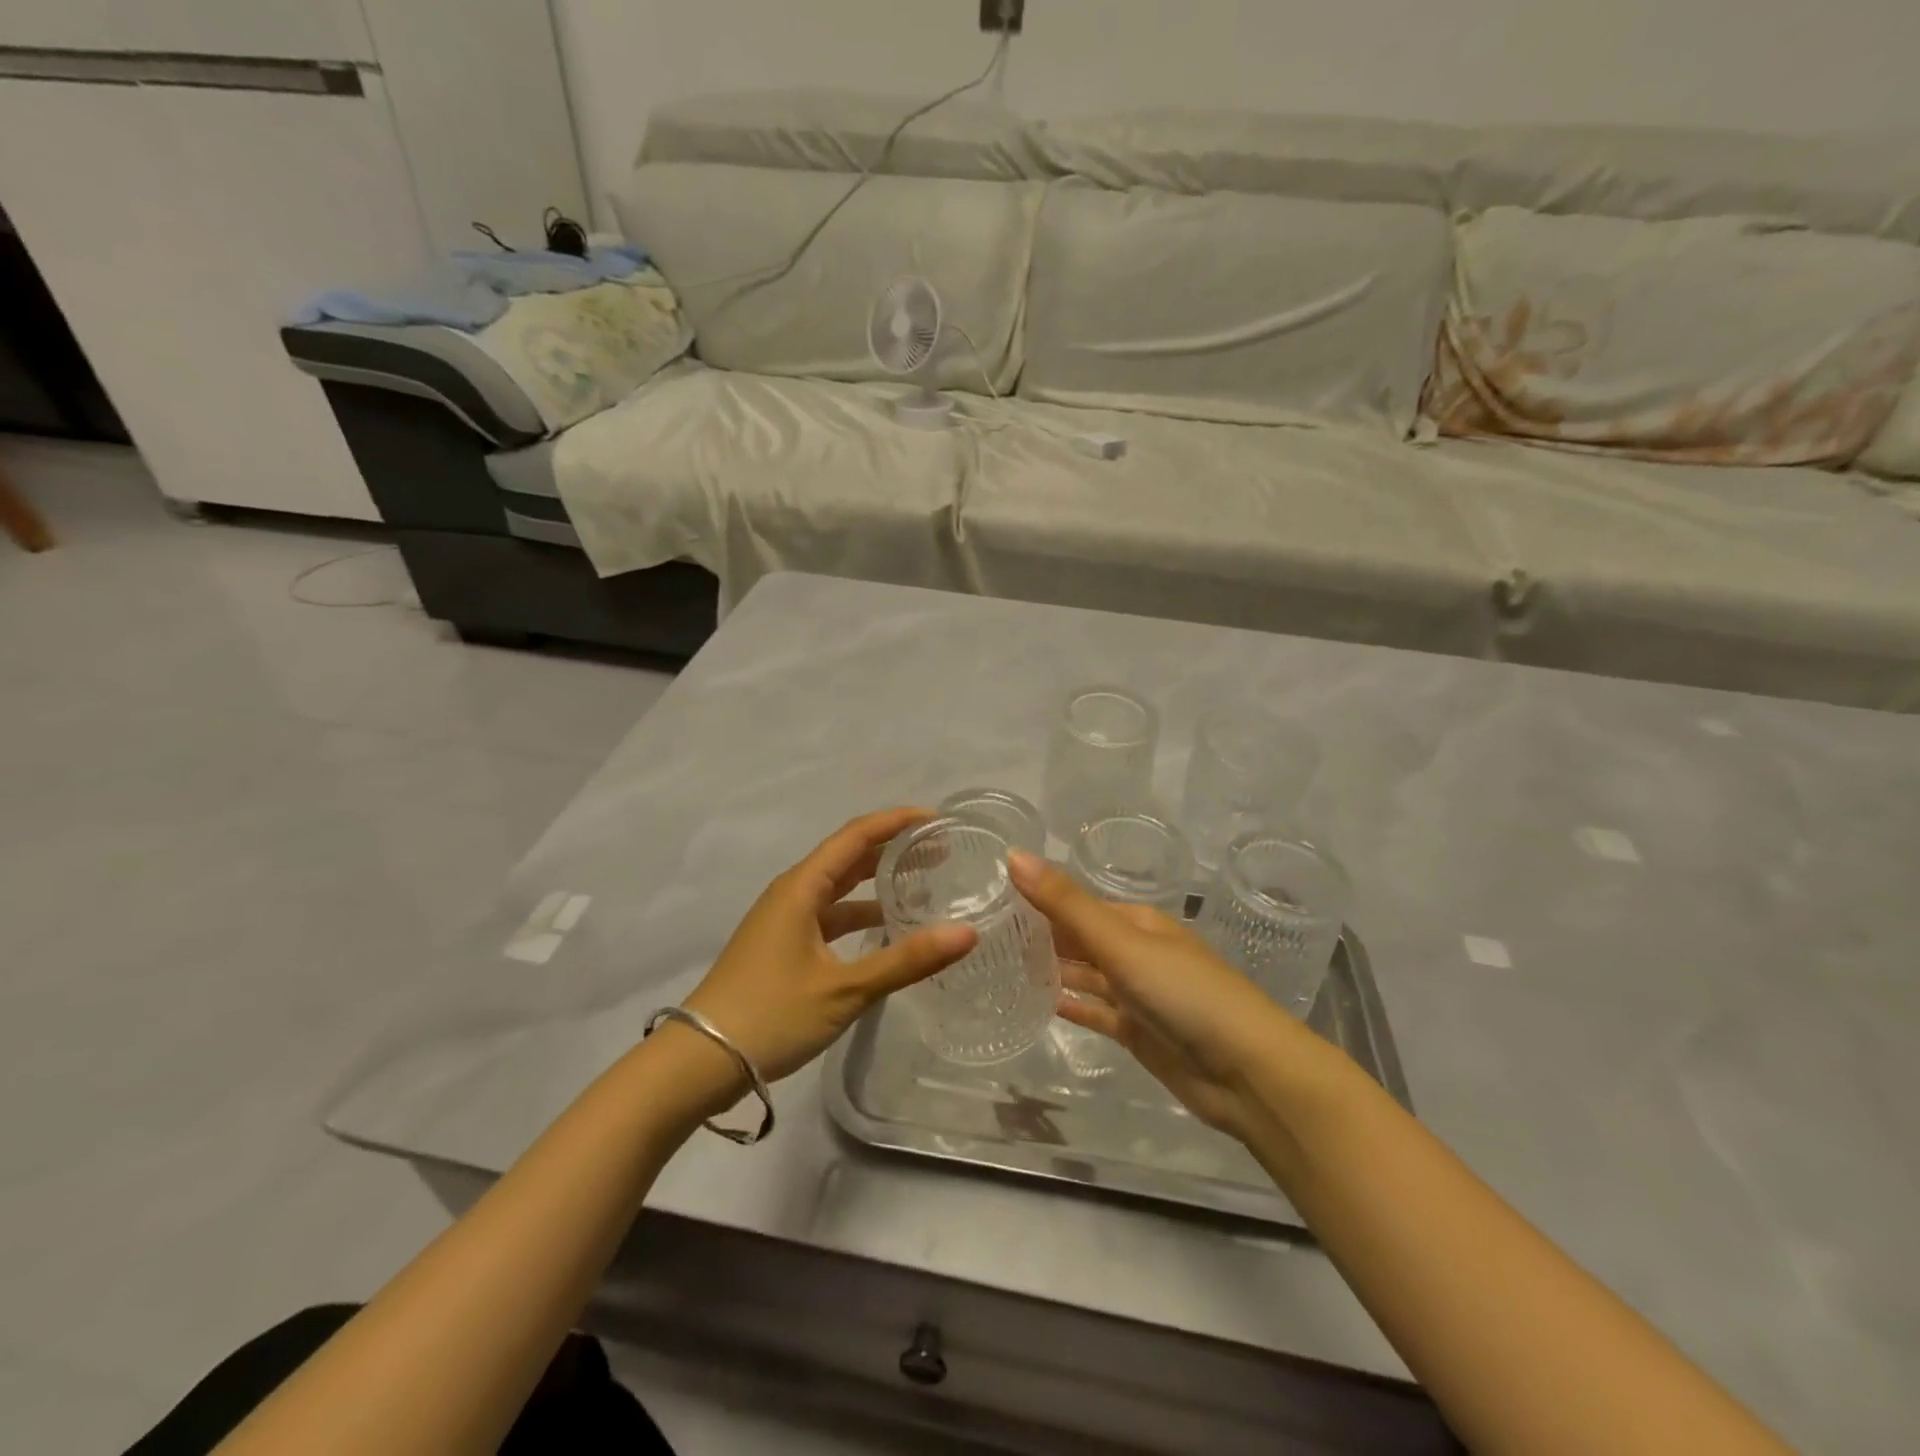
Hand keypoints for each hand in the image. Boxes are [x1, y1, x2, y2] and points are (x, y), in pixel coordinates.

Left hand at [682, 808, 976, 1085]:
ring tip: (922, 887)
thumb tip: (967, 933)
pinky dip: (859, 916)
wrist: (700, 1061)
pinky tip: (885, 932)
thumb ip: (906, 960)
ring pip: (838, 889)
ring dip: (877, 885)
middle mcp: (792, 893)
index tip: (937, 820)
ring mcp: (784, 920)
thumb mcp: (845, 989)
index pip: (856, 836)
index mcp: (802, 887)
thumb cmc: (771, 1014)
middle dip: (892, 850)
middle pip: (848, 857)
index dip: (896, 821)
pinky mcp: (782, 946)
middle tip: (940, 853)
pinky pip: (829, 916)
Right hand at [1009, 850, 1321, 1141]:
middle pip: (1080, 939)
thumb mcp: (1121, 942)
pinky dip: (1072, 1006)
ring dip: (1052, 971)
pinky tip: (1040, 1004)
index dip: (1039, 899)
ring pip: (1086, 976)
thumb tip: (1013, 855)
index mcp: (1137, 922)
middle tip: (985, 936)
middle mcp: (1136, 952)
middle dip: (1040, 936)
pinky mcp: (1138, 1032)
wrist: (1248, 1073)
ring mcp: (1138, 994)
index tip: (991, 901)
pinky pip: (1096, 1012)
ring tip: (1001, 966)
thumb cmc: (1184, 993)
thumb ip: (1065, 903)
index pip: (1077, 904)